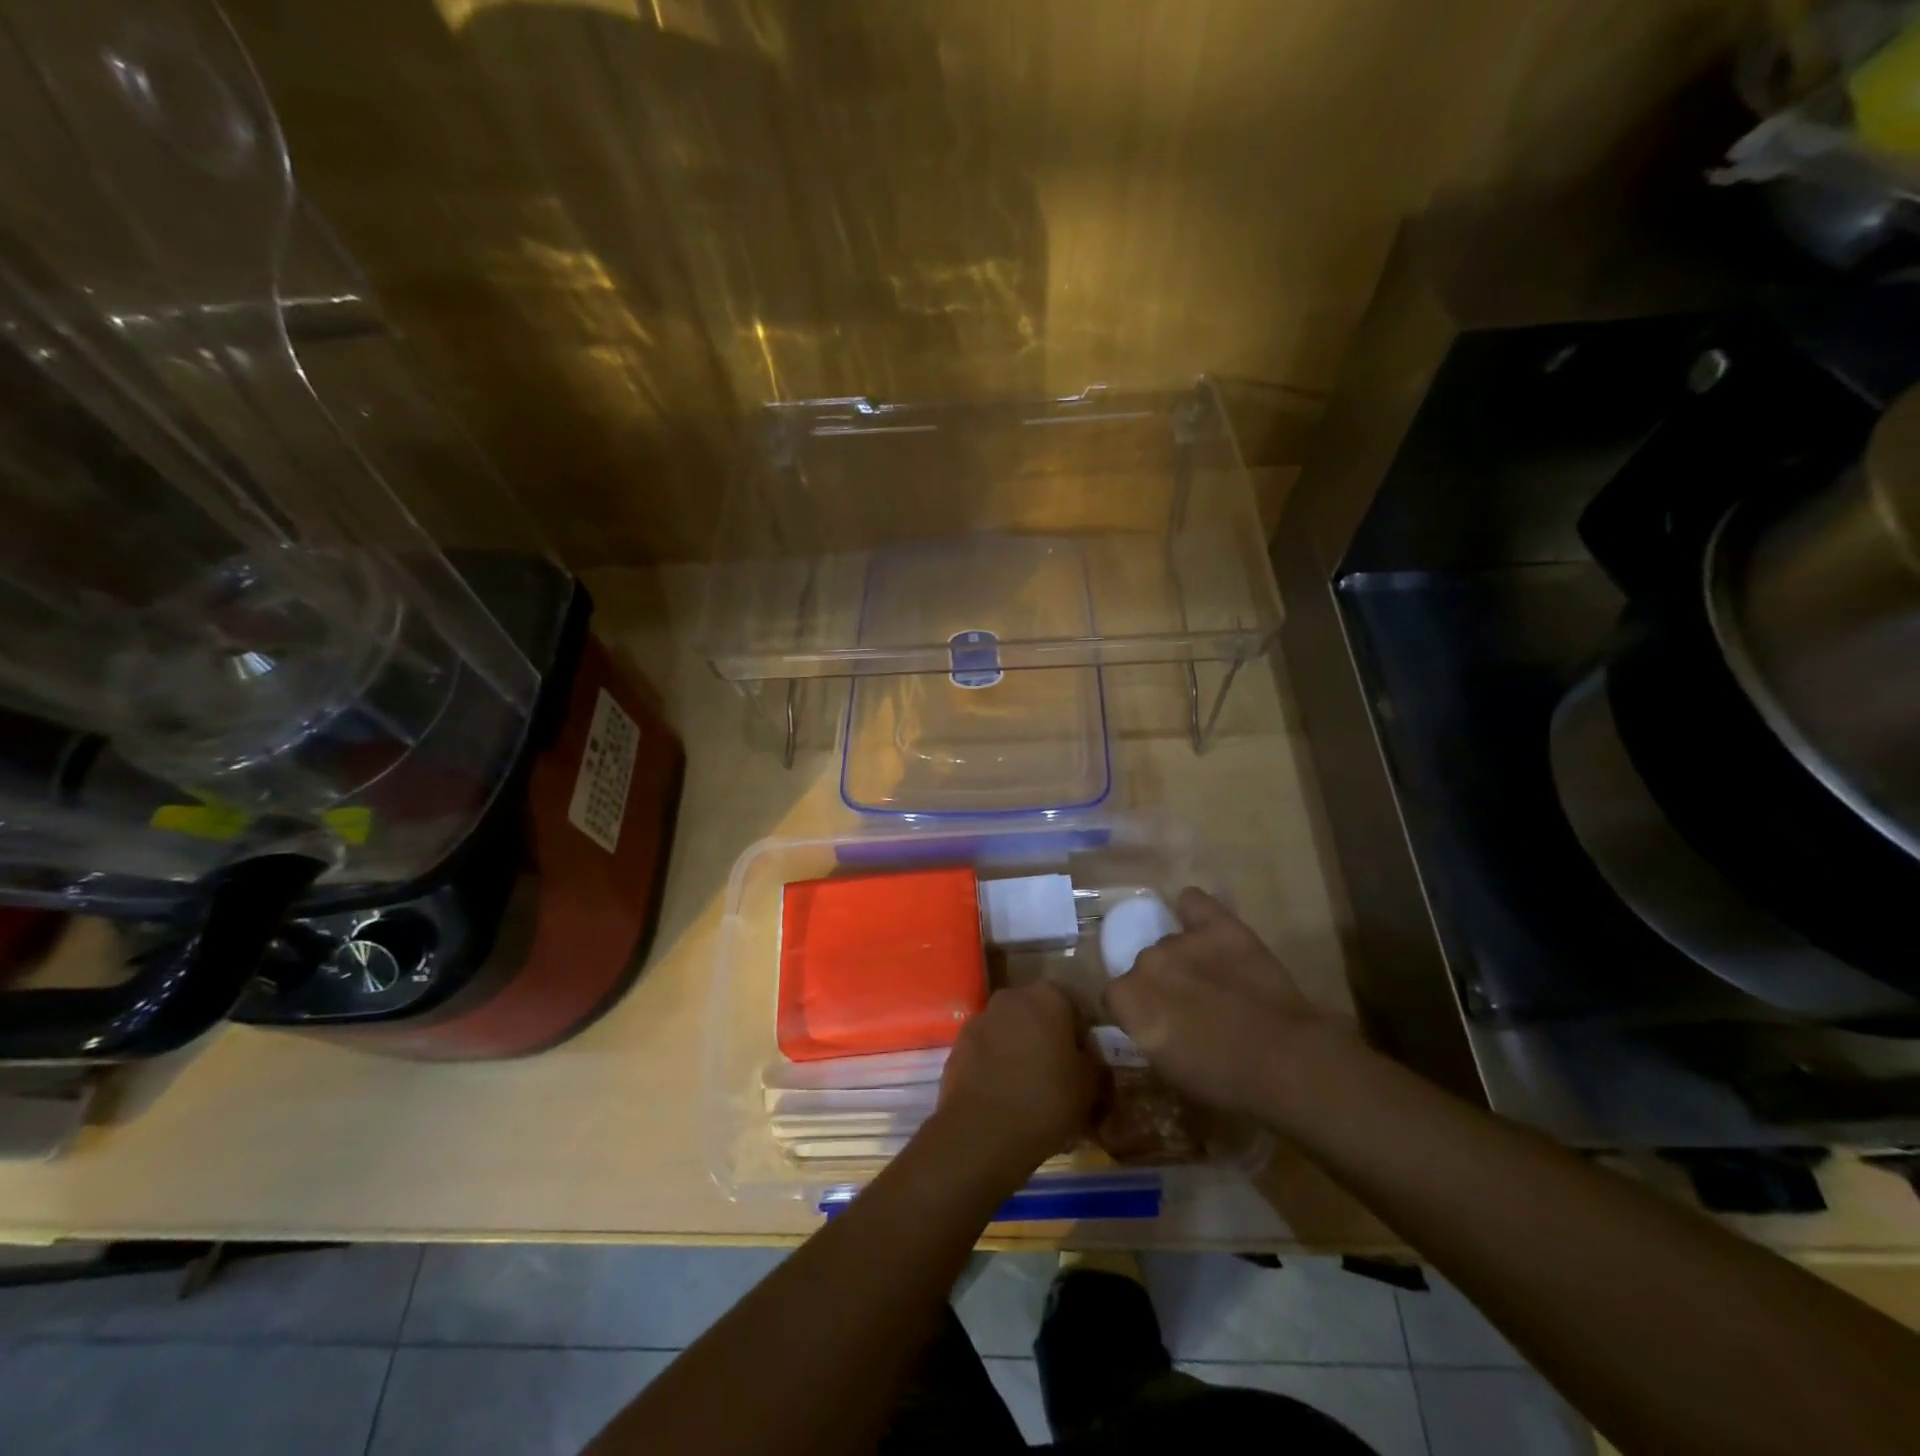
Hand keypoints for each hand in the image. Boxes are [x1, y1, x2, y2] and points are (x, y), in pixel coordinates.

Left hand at [934, 981, 1103, 1180]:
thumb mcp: (1089, 1087)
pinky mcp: (958, 1043)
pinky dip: (995, 1064)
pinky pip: (986, 1049)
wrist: (983, 1132)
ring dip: (1018, 1049)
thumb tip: (1087, 1059)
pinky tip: (1002, 1094)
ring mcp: (980, 1018)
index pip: (1074, 1008)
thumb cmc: (1046, 1101)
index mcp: (1049, 996)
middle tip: (1057, 1075)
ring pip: (1009, 1030)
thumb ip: (1093, 1063)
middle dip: (1047, 1038)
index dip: (1081, 1038)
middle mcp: (1012, 996)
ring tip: (1027, 1088)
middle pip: (1037, 1014)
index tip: (1084, 1066)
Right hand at [1105, 888, 1351, 1119]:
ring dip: (1184, 959)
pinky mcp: (1218, 925)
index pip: (1116, 997)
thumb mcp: (1169, 1070)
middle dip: (1162, 984)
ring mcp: (1181, 940)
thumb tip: (1152, 1025)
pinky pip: (1193, 902)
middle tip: (1190, 1009)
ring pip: (1171, 943)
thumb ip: (1148, 1036)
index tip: (1157, 1026)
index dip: (1136, 1012)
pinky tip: (1203, 925)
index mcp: (1126, 999)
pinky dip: (1194, 911)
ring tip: (1214, 980)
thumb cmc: (1223, 1080)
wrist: (1282, 1060)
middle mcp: (1145, 961)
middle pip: (1145, 966)